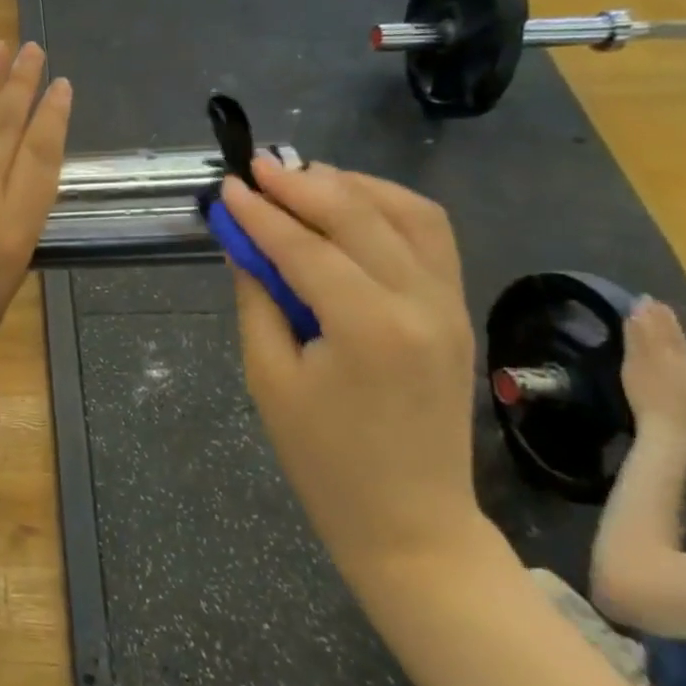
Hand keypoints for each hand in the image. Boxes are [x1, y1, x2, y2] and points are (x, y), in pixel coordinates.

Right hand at [222, 159, 481, 568]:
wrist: (409, 520)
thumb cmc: (322, 458)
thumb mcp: (268, 378)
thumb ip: (258, 301)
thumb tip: (245, 246)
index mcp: (367, 327)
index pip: (304, 247)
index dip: (260, 213)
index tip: (228, 185)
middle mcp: (419, 303)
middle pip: (358, 216)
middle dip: (303, 184)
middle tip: (259, 165)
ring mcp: (449, 304)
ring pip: (409, 214)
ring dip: (353, 186)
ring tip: (304, 176)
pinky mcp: (456, 311)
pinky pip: (431, 238)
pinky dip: (390, 208)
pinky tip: (353, 204)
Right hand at [621, 300, 685, 446]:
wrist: (673, 433)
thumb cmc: (651, 396)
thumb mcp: (638, 362)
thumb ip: (639, 334)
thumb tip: (640, 304)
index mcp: (677, 353)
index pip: (664, 328)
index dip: (653, 315)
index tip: (645, 300)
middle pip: (676, 339)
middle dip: (664, 323)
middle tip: (654, 307)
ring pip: (683, 353)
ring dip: (671, 340)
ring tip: (661, 327)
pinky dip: (679, 359)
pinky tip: (682, 361)